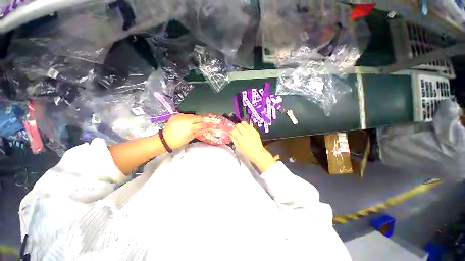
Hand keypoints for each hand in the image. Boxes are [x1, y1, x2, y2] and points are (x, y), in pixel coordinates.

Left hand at [162, 114, 206, 148]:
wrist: (165, 139)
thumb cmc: (178, 141)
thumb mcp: (190, 137)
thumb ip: (199, 132)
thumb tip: (206, 129)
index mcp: (190, 127)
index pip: (201, 124)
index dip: (206, 124)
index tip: (209, 125)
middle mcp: (186, 120)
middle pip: (198, 117)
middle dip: (202, 119)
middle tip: (204, 122)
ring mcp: (181, 117)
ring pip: (192, 115)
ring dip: (195, 118)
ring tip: (196, 121)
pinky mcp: (176, 115)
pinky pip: (185, 115)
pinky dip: (188, 117)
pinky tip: (188, 120)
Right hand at [230, 122, 275, 172]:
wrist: (258, 153)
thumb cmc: (247, 153)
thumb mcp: (238, 148)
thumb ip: (234, 139)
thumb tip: (230, 134)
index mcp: (241, 139)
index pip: (233, 130)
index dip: (231, 131)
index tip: (231, 132)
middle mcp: (246, 134)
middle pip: (238, 125)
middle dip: (235, 127)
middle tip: (236, 130)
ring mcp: (251, 131)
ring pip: (244, 123)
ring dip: (241, 125)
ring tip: (241, 129)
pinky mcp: (255, 131)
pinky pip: (249, 125)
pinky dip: (246, 127)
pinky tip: (246, 131)